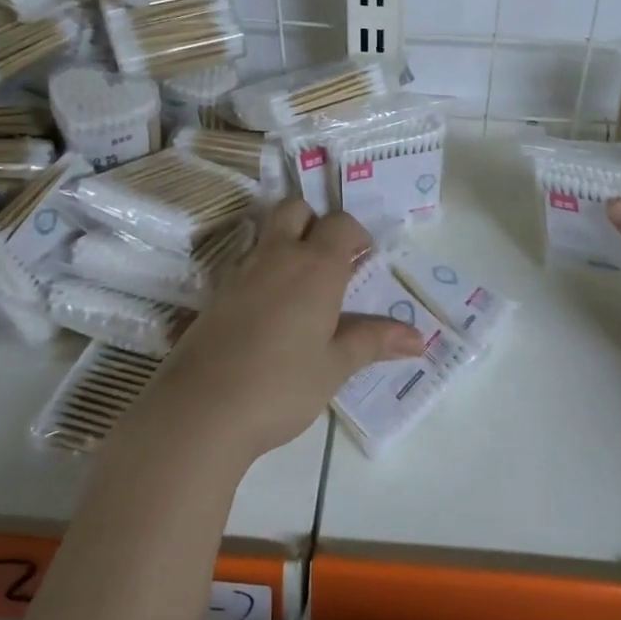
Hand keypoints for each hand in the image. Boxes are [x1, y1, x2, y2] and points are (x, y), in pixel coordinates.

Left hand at [151, 200, 424, 461]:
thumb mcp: (334, 366)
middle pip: (295, 209)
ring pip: (266, 232)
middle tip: (330, 259)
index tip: (365, 259)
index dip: (357, 234)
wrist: (201, 409)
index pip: (341, 224)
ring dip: (286, 242)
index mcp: (316, 267)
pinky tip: (268, 309)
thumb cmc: (281, 386)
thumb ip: (374, 342)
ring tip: (301, 285)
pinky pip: (245, 262)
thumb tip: (419, 339)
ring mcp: (241, 272)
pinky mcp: (215, 293)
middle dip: (315, 222)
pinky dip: (262, 269)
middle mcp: (278, 257)